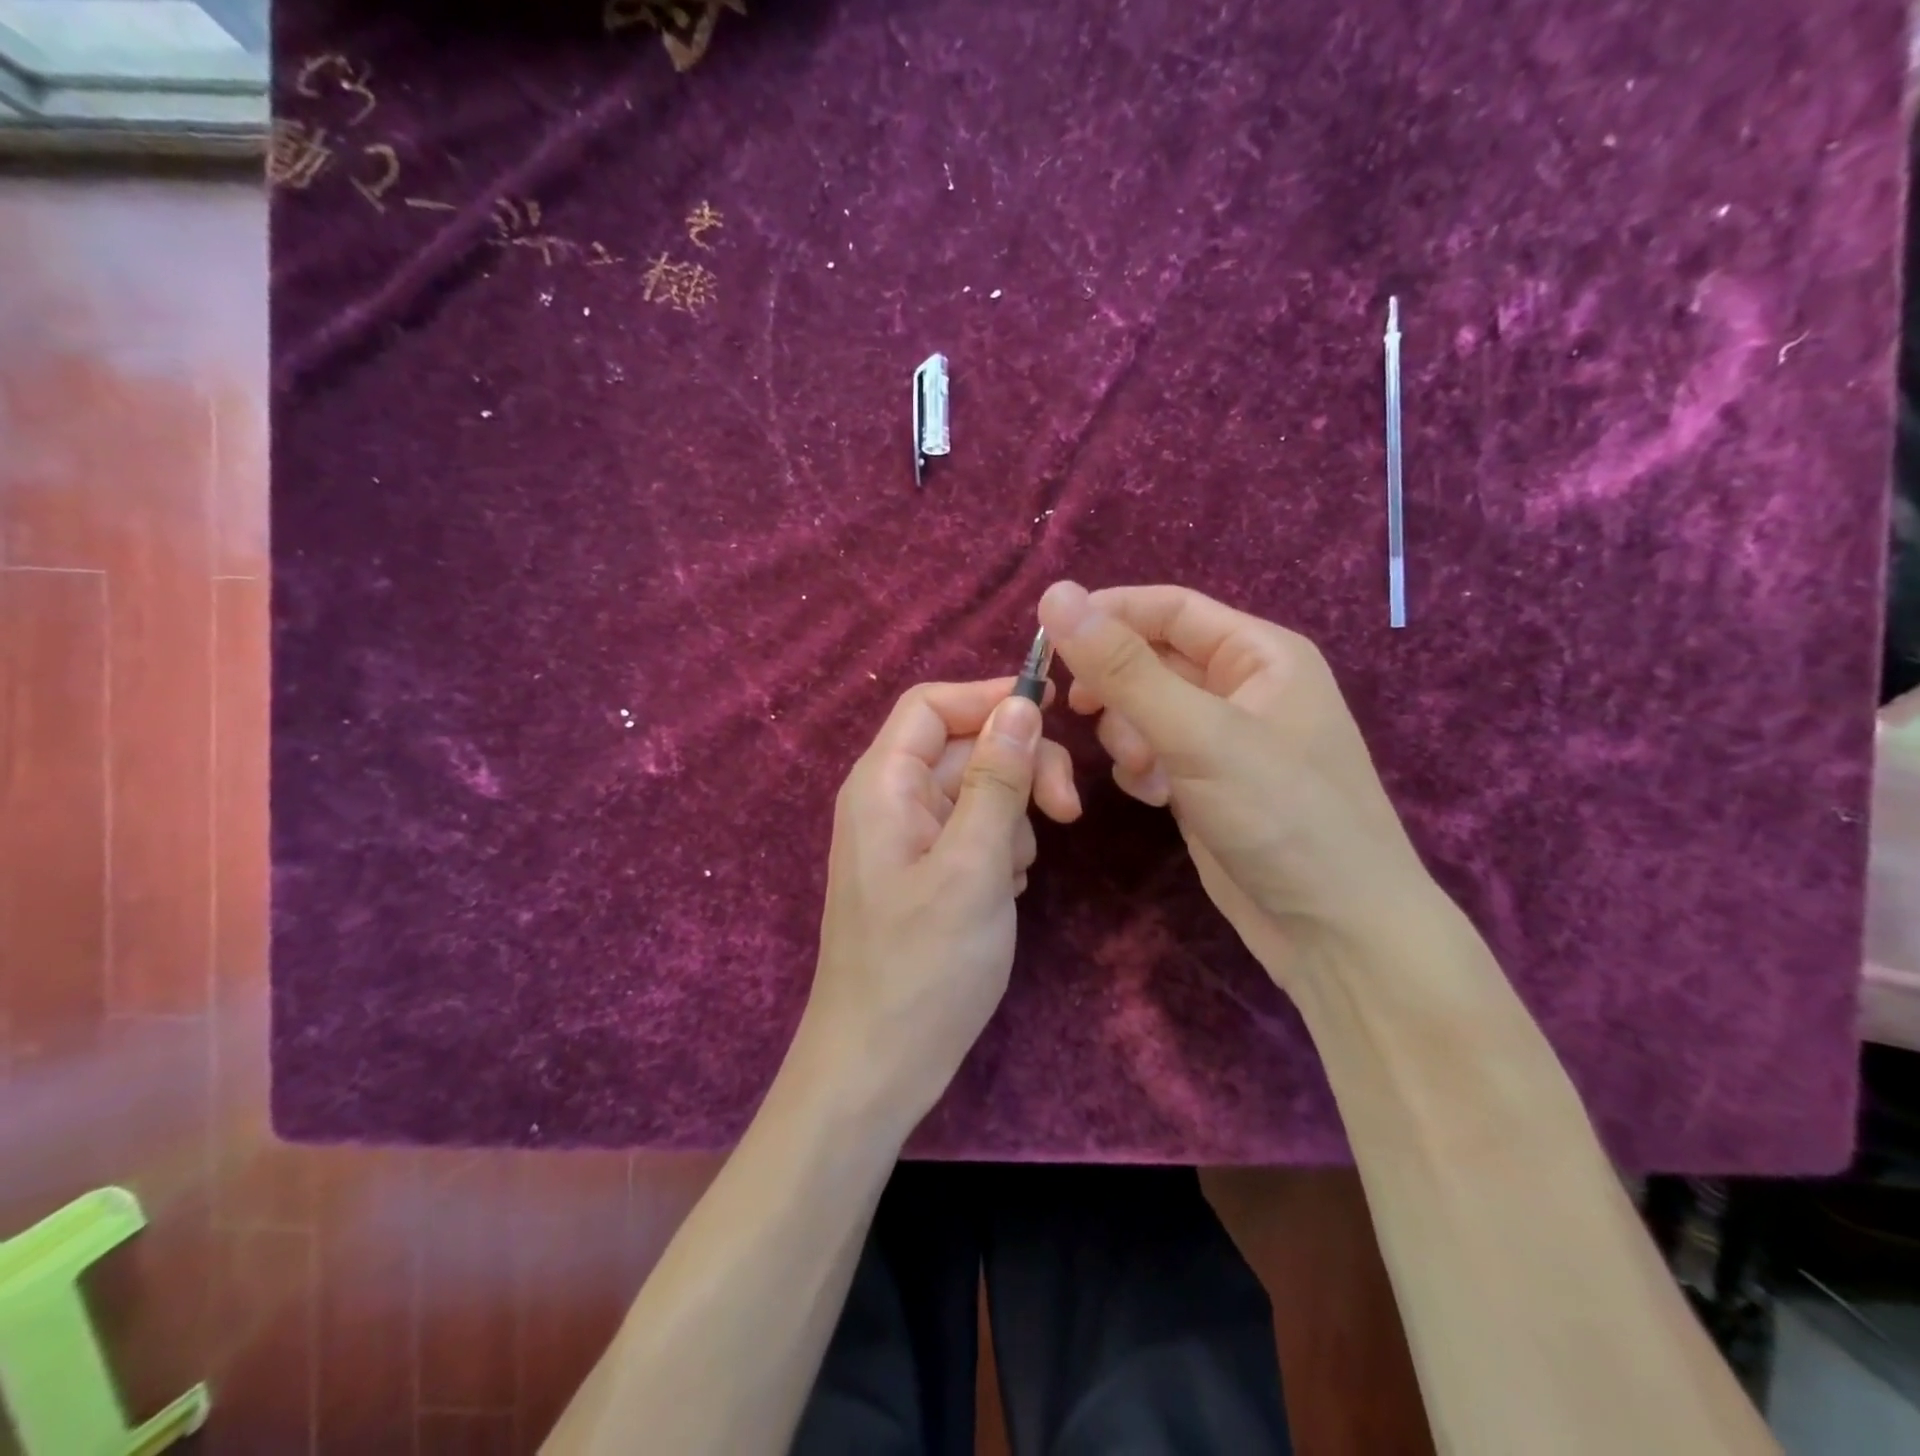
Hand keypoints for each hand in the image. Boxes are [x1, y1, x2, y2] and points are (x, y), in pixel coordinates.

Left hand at [796, 679, 1080, 1127]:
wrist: (878, 1066)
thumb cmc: (922, 968)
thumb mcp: (972, 867)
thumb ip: (997, 780)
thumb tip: (1020, 704)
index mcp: (884, 784)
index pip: (932, 704)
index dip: (990, 697)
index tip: (1053, 713)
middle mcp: (891, 800)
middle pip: (964, 747)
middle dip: (1019, 769)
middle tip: (1068, 814)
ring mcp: (908, 839)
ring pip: (977, 791)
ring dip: (1013, 817)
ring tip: (1016, 875)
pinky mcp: (926, 873)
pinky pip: (974, 833)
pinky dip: (1000, 850)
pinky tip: (1006, 892)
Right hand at [1037, 581, 1434, 989]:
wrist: (1335, 933)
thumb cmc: (1281, 815)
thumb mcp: (1198, 734)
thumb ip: (1123, 668)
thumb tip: (1055, 595)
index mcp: (1261, 653)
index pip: (1169, 608)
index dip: (1107, 615)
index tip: (1046, 641)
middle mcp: (1243, 687)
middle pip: (1152, 659)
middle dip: (1116, 686)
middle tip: (1082, 710)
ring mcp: (1224, 739)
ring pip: (1145, 709)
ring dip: (1127, 733)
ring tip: (1143, 769)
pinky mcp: (1206, 783)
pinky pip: (1153, 752)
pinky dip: (1141, 768)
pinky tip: (1154, 798)